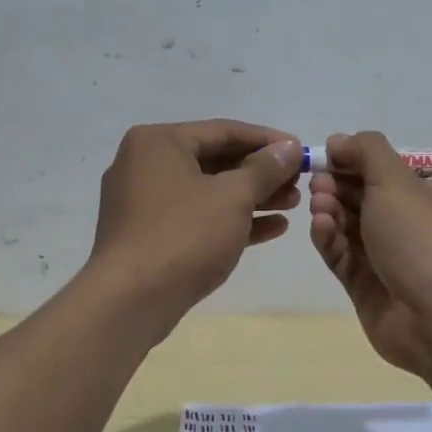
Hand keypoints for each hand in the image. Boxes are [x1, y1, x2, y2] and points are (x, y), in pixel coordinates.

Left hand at [88, 120, 302, 329]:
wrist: (131, 300)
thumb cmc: (184, 235)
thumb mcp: (233, 196)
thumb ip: (265, 169)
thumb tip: (288, 147)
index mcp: (159, 142)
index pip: (224, 131)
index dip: (267, 141)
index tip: (301, 150)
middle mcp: (146, 164)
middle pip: (216, 161)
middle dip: (261, 173)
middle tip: (299, 182)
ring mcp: (145, 202)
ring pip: (209, 192)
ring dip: (252, 197)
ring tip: (294, 205)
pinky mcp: (150, 236)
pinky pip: (198, 218)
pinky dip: (232, 220)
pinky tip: (272, 229)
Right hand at [308, 131, 431, 376]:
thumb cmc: (423, 237)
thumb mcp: (397, 180)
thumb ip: (366, 152)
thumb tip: (338, 140)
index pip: (390, 174)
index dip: (357, 163)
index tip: (328, 157)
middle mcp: (416, 229)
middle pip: (367, 200)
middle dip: (339, 187)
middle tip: (317, 183)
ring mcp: (392, 262)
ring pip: (352, 230)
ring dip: (332, 212)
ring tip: (318, 204)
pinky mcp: (369, 291)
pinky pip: (344, 259)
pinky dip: (331, 240)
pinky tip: (321, 227)